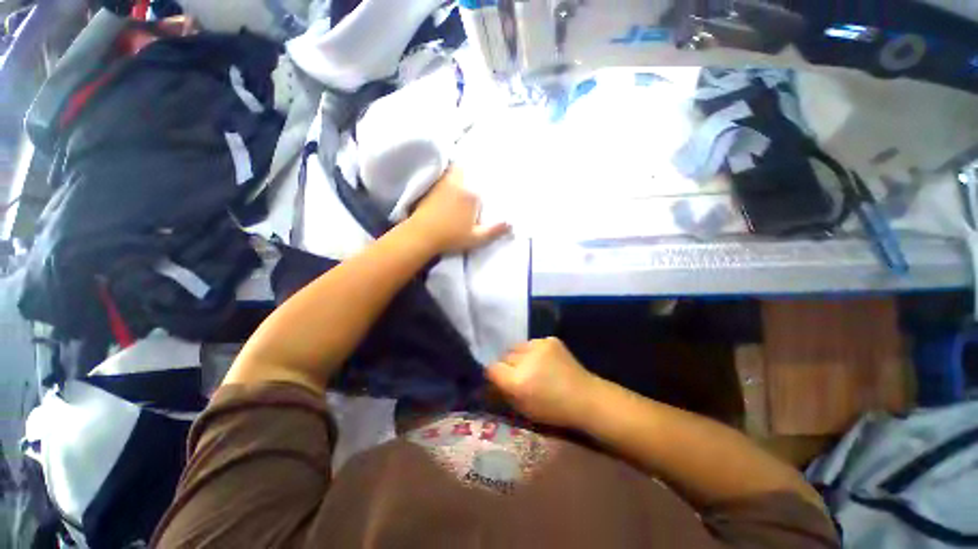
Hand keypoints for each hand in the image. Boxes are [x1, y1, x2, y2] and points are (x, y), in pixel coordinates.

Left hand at [408, 167, 510, 254]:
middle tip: (475, 173)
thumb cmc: (451, 237)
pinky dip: (447, 173)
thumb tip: (511, 223)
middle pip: (468, 170)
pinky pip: (443, 174)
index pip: (484, 184)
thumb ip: (494, 230)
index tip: (487, 186)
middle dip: (472, 171)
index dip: (485, 184)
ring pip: (455, 169)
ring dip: (459, 170)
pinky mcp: (431, 186)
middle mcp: (459, 184)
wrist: (422, 235)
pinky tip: (446, 180)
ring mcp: (443, 183)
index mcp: (472, 195)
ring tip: (462, 173)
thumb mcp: (476, 238)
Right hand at [486, 338, 598, 428]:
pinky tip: (545, 360)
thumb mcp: (523, 409)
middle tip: (517, 374)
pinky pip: (533, 343)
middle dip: (508, 365)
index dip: (494, 373)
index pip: (492, 368)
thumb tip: (493, 379)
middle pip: (504, 355)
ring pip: (517, 347)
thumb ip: (504, 392)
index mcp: (518, 381)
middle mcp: (526, 360)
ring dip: (520, 356)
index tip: (499, 378)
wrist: (585, 397)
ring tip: (532, 365)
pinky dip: (535, 351)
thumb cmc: (553, 410)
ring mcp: (539, 346)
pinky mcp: (550, 340)